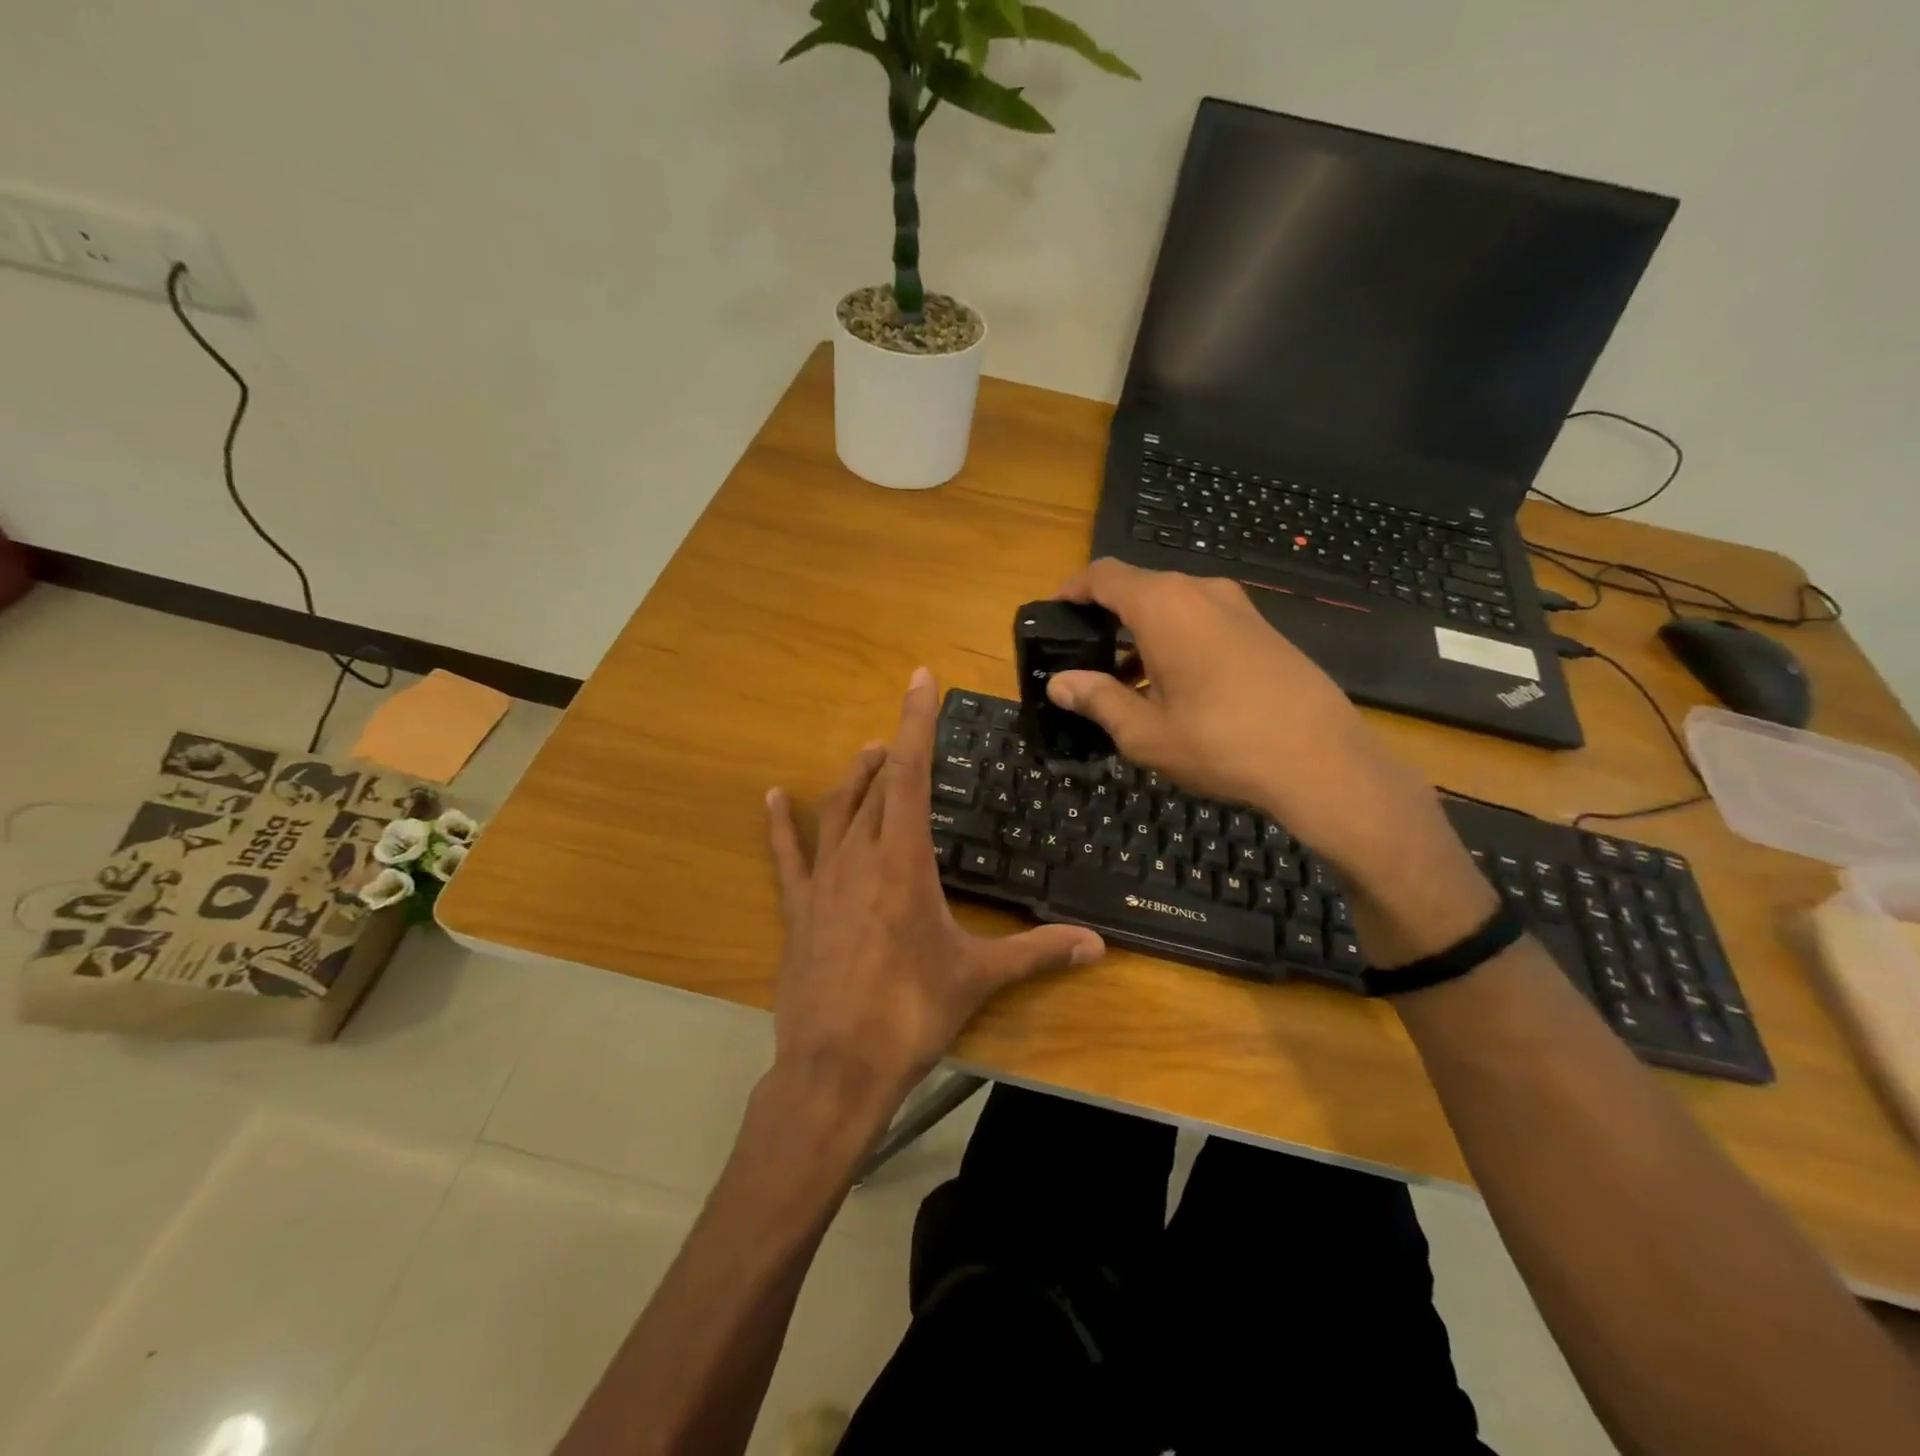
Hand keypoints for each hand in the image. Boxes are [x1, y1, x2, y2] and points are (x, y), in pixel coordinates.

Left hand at [765, 669, 1103, 1132]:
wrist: (836, 1067)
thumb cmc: (910, 1014)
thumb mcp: (978, 977)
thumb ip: (1038, 953)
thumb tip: (1097, 945)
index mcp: (904, 862)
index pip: (911, 773)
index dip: (916, 722)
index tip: (919, 680)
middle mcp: (859, 857)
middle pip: (875, 787)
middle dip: (891, 753)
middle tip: (903, 736)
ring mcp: (822, 882)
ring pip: (835, 812)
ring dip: (853, 780)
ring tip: (868, 756)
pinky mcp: (798, 910)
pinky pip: (787, 855)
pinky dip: (781, 824)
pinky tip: (772, 798)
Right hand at [1047, 560, 1494, 963]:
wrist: (1322, 760)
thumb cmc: (1220, 743)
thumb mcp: (1144, 732)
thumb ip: (1097, 699)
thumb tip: (1059, 683)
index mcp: (1164, 606)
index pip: (1105, 576)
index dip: (1073, 589)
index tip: (1054, 610)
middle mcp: (1201, 592)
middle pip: (1139, 588)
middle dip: (1106, 616)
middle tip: (1084, 655)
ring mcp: (1238, 608)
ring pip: (1173, 606)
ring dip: (1142, 633)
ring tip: (1123, 680)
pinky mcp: (1263, 629)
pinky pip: (1203, 620)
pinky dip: (1175, 640)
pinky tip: (1172, 686)